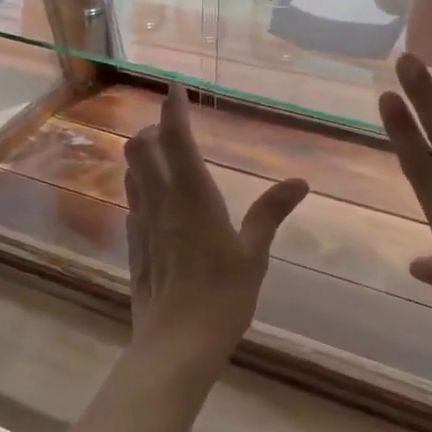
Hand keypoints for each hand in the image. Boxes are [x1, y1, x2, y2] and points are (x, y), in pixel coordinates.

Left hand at [125, 84, 308, 373]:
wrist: (176, 344)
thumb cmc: (223, 296)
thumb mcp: (254, 253)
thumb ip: (270, 213)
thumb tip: (300, 181)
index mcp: (192, 195)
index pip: (177, 139)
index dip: (173, 109)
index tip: (173, 86)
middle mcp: (161, 201)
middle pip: (141, 148)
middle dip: (154, 130)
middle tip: (173, 130)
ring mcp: (142, 224)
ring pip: (132, 174)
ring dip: (144, 157)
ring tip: (163, 158)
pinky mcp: (134, 246)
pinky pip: (133, 204)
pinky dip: (141, 190)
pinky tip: (157, 204)